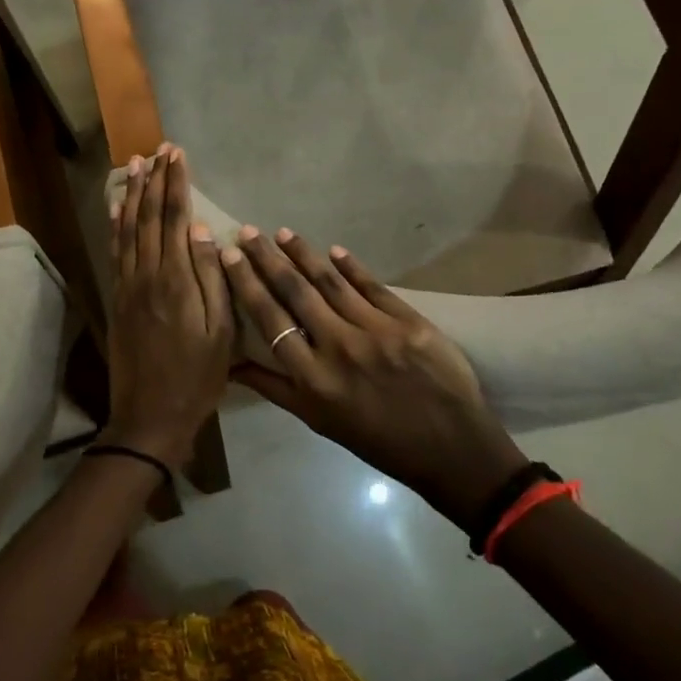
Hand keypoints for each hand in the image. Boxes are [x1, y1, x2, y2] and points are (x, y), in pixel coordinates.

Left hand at [103, 145, 233, 468]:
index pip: (175, 219)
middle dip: (155, 180)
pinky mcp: (118, 298)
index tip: (177, 155)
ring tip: (135, 165)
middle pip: (149, 217)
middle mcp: (147, 274)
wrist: (150, 416)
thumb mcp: (219, 332)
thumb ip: (210, 278)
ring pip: (128, 228)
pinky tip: (116, 208)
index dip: (175, 184)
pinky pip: (116, 251)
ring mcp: (128, 286)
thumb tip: (202, 230)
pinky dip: (116, 224)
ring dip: (132, 194)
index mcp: (176, 280)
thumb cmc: (197, 377)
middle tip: (159, 149)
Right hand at [221, 227, 526, 528]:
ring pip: (331, 282)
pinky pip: (372, 286)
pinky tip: (334, 250)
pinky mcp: (408, 321)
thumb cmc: (378, 441)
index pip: (270, 319)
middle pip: (296, 291)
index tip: (229, 255)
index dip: (247, 283)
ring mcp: (376, 331)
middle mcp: (339, 348)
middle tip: (248, 231)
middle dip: (267, 258)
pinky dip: (351, 266)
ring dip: (304, 254)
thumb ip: (275, 388)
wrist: (451, 449)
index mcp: (313, 378)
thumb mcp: (319, 422)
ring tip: (283, 233)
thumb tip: (232, 364)